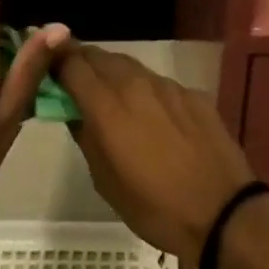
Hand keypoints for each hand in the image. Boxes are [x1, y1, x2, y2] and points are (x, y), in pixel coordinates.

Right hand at [54, 45, 255, 261]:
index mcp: (108, 107)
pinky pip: (159, 83)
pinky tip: (150, 113)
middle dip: (83, 61)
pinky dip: (145, 90)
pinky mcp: (192, 94)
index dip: (56, 61)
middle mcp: (136, 85)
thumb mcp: (106, 182)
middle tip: (74, 77)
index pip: (72, 64)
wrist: (222, 211)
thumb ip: (87, 138)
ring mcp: (168, 86)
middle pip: (101, 57)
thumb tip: (77, 114)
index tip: (47, 66)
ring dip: (113, 73)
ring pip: (131, 66)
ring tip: (108, 92)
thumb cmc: (155, 207)